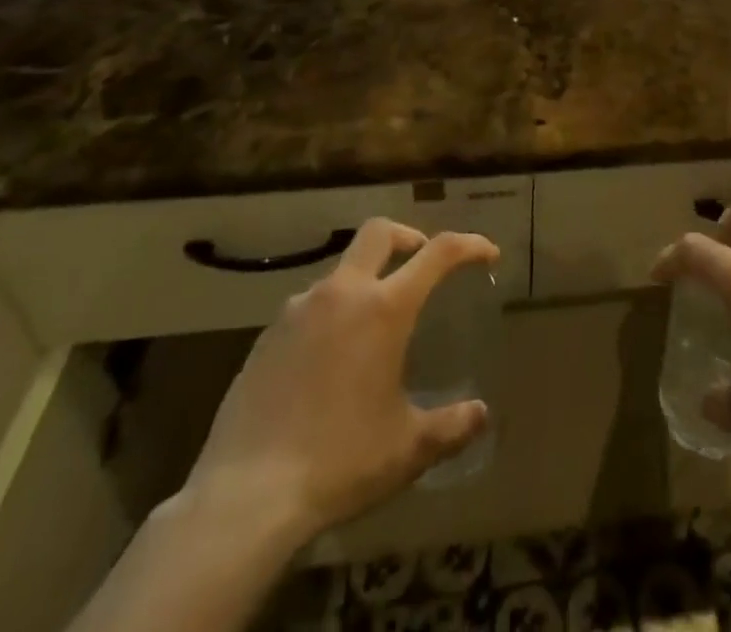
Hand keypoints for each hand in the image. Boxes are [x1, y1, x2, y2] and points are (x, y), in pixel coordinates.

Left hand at [179, 219, 498, 546]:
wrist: (244, 498)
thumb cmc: (340, 462)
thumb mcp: (407, 449)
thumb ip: (450, 426)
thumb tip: (480, 416)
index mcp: (384, 308)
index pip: (438, 252)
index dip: (469, 245)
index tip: (486, 254)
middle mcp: (342, 294)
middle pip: (378, 232)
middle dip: (407, 237)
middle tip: (419, 261)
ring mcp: (297, 312)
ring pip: (339, 271)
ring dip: (363, 281)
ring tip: (371, 326)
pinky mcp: (264, 338)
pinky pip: (307, 308)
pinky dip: (328, 316)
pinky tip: (327, 361)